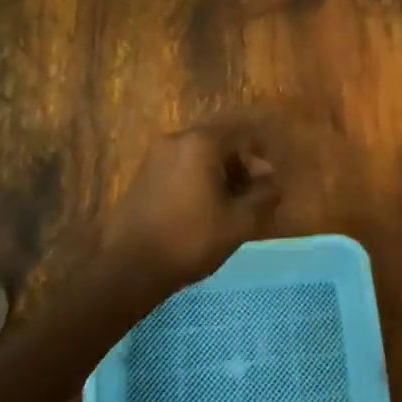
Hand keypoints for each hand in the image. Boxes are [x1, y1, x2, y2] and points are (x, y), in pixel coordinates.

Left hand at [104, 119, 280, 286]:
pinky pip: (181, 166)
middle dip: (240, 166)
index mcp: (201, 142)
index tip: (266, 187)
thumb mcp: (240, 222)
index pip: (243, 134)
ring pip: (200, 155)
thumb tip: (271, 180)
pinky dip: (198, 179)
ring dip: (220, 174)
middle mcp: (176, 139)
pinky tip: (203, 208)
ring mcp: (156, 155)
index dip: (259, 158)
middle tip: (251, 199)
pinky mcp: (143, 173)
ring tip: (229, 207)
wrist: (130, 267)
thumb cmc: (190, 240)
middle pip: (220, 142)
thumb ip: (264, 195)